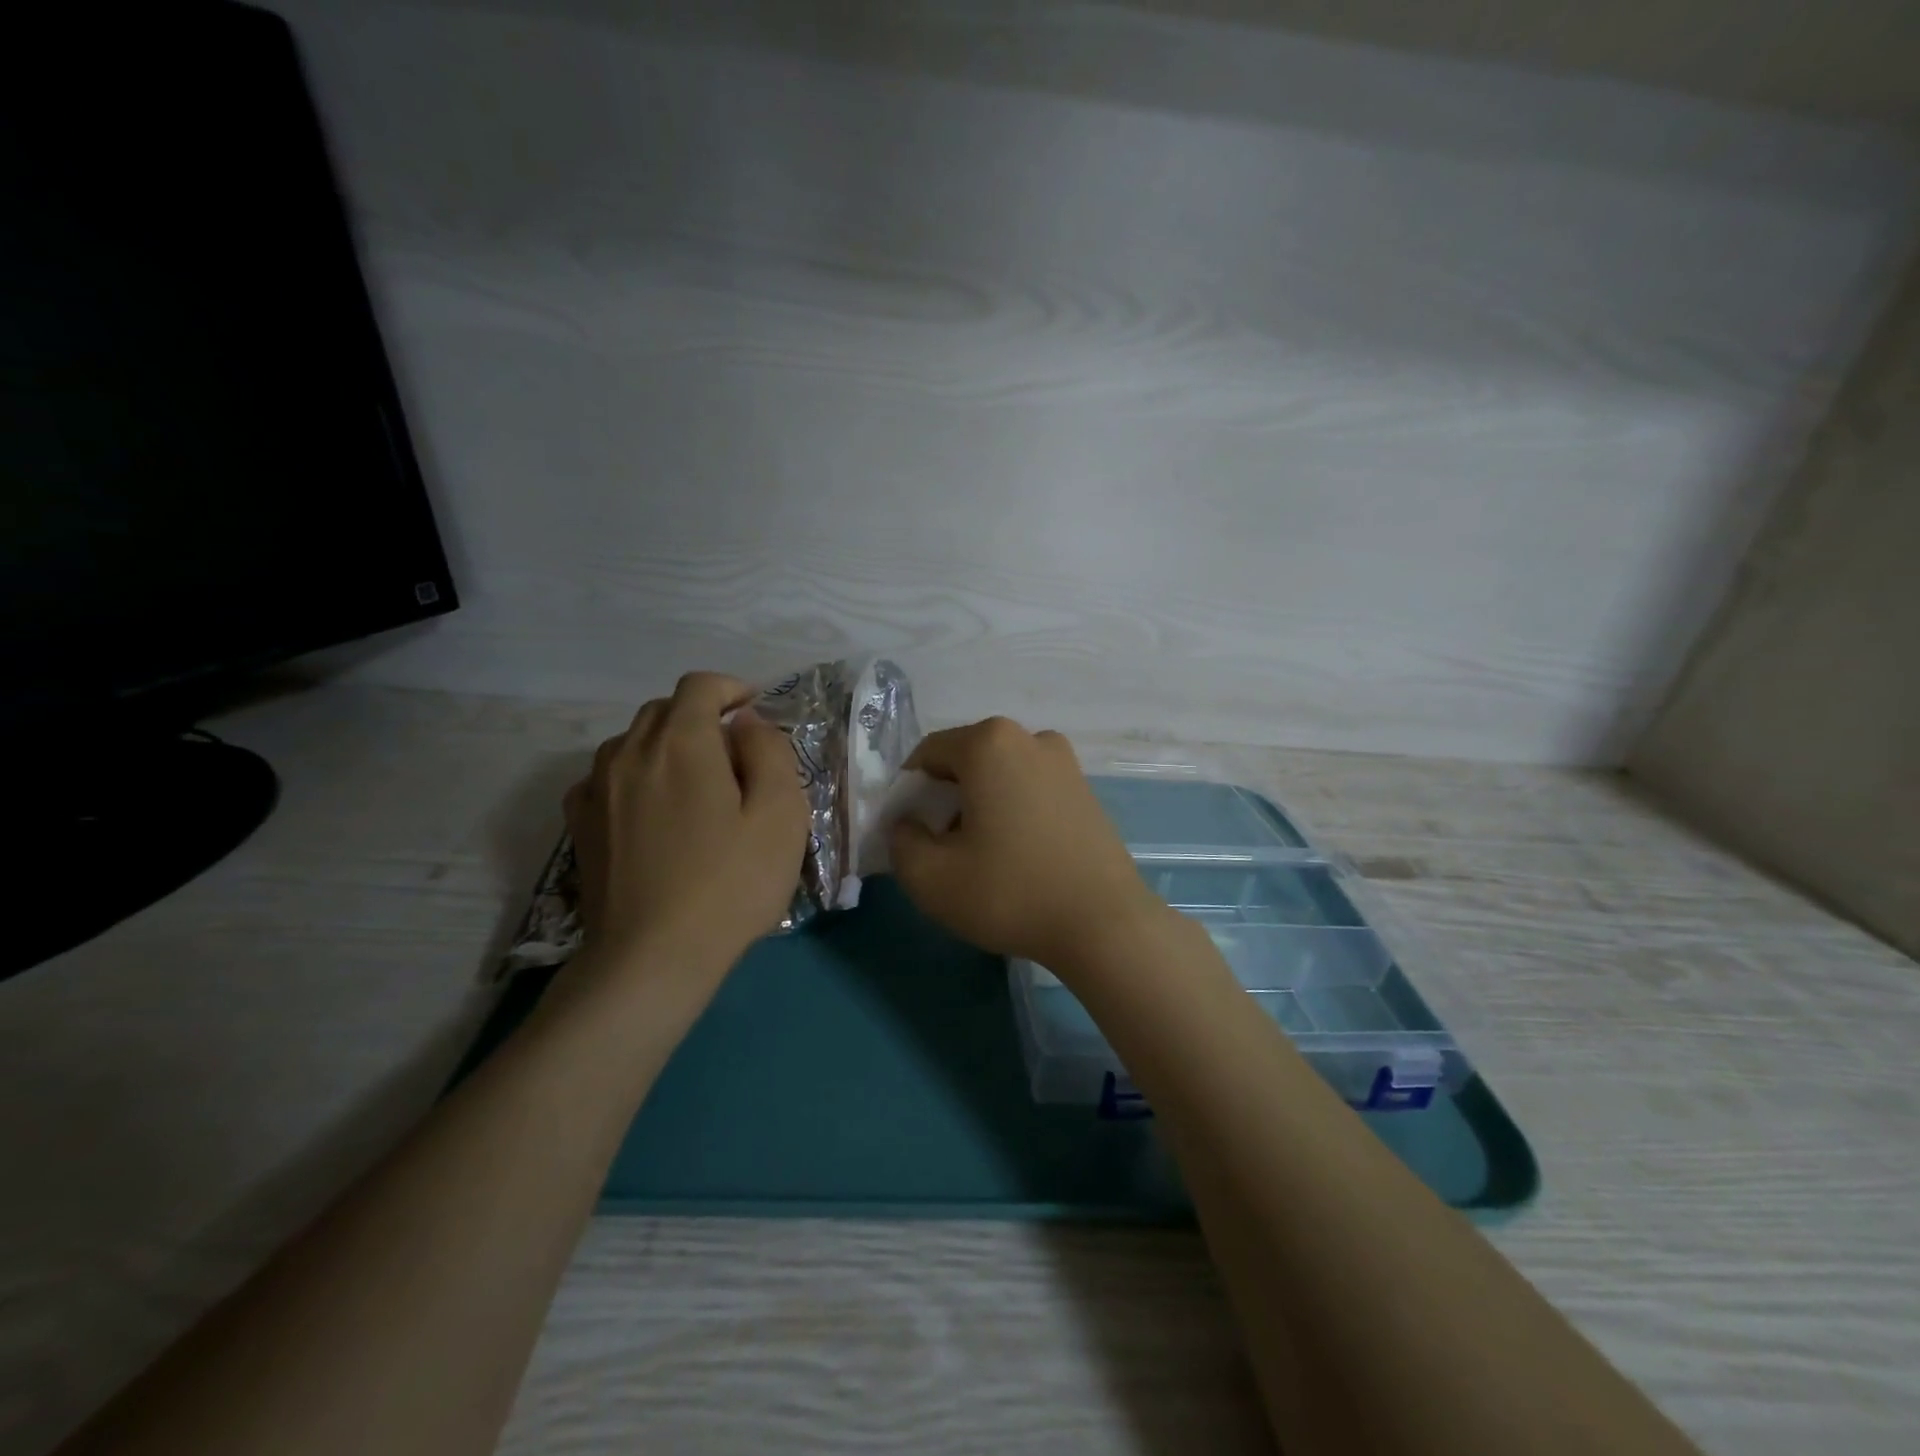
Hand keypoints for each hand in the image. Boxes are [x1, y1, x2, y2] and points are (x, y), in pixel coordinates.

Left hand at [563, 672, 809, 982]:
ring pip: (633, 740)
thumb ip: (770, 752)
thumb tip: (746, 723)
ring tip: (695, 784)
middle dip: (702, 717)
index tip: (754, 711)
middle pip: (664, 709)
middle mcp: (630, 751)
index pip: (700, 685)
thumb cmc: (729, 884)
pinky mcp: (580, 824)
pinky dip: (636, 775)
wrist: (651, 958)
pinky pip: (607, 775)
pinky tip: (652, 809)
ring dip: (667, 745)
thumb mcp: (780, 814)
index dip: (731, 688)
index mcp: (681, 742)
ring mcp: (596, 788)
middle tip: (734, 756)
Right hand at [886, 717, 1171, 973]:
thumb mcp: (930, 877)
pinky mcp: (1086, 789)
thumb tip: (908, 824)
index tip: (911, 835)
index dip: (909, 794)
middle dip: (945, 798)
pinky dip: (1014, 810)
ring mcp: (1065, 762)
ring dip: (980, 805)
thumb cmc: (1010, 893)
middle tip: (945, 849)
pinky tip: (1020, 854)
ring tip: (984, 855)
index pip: (926, 755)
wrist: (1104, 925)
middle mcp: (1030, 738)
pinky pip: (1031, 788)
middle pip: (965, 761)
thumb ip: (900, 840)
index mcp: (989, 743)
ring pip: (999, 775)